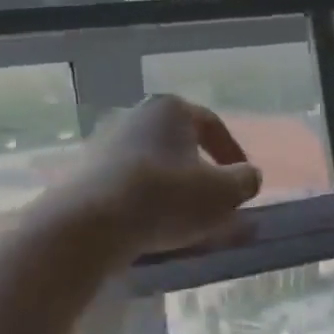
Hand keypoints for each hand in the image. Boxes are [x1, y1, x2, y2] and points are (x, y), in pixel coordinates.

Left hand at [55, 94, 262, 259]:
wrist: (90, 223)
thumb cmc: (166, 198)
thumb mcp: (224, 193)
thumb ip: (245, 181)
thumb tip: (249, 176)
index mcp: (171, 108)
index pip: (212, 125)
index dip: (234, 155)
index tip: (243, 183)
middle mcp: (135, 114)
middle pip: (179, 144)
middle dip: (201, 171)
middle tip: (215, 201)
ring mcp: (104, 141)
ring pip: (153, 164)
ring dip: (172, 187)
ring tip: (184, 219)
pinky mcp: (84, 171)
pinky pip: (127, 183)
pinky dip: (145, 199)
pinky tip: (152, 224)